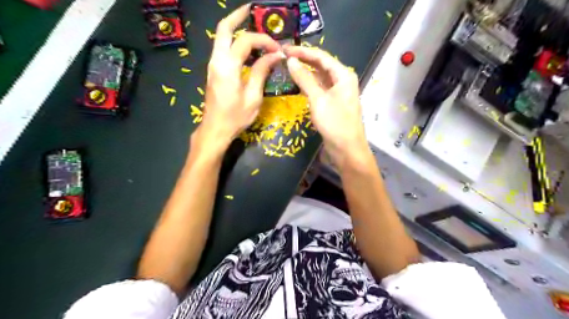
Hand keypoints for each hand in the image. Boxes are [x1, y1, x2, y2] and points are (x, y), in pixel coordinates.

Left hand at [198, 4, 284, 149]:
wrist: (215, 129)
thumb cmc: (235, 117)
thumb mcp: (253, 96)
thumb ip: (262, 72)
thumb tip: (275, 56)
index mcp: (227, 66)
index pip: (246, 41)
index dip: (264, 41)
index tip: (278, 50)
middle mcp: (217, 60)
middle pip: (224, 29)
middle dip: (238, 16)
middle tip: (252, 10)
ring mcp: (213, 65)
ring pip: (221, 37)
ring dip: (236, 28)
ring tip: (253, 27)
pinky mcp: (214, 71)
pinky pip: (223, 49)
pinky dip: (234, 42)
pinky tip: (247, 48)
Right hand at [285, 46, 369, 162]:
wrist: (346, 149)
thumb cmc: (335, 122)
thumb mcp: (318, 99)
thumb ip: (304, 78)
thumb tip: (291, 61)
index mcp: (343, 75)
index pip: (321, 57)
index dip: (303, 52)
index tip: (285, 49)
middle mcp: (342, 81)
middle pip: (321, 66)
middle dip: (304, 60)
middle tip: (284, 57)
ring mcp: (337, 93)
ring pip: (319, 78)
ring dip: (305, 73)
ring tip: (287, 68)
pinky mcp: (332, 104)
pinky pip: (319, 90)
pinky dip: (308, 86)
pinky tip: (297, 84)